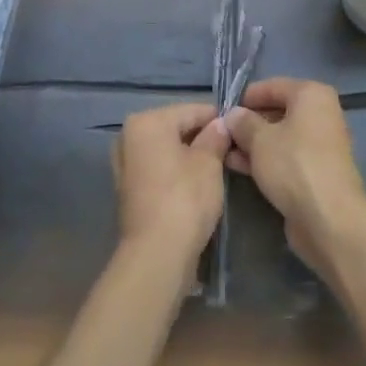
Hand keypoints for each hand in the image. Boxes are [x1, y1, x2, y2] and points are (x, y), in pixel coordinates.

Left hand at [113, 102, 231, 262]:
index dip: (218, 119)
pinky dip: (176, 173)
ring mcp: (125, 165)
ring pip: (166, 151)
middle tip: (231, 151)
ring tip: (217, 169)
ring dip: (189, 156)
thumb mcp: (209, 163)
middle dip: (202, 138)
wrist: (157, 254)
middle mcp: (129, 137)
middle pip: (176, 129)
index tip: (240, 130)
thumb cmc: (185, 199)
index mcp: (146, 122)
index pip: (191, 111)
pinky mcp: (129, 190)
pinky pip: (158, 170)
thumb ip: (215, 137)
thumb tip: (221, 125)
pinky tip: (197, 185)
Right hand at [223, 77, 365, 277]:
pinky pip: (286, 157)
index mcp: (312, 95)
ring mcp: (320, 145)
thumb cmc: (293, 165)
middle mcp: (320, 114)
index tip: (222, 110)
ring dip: (253, 144)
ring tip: (223, 152)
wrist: (329, 218)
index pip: (273, 86)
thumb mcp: (259, 139)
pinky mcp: (316, 171)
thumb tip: (233, 115)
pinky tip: (239, 167)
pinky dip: (265, 159)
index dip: (246, 97)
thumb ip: (243, 122)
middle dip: (248, 123)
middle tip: (220, 134)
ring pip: (280, 137)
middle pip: (277, 111)